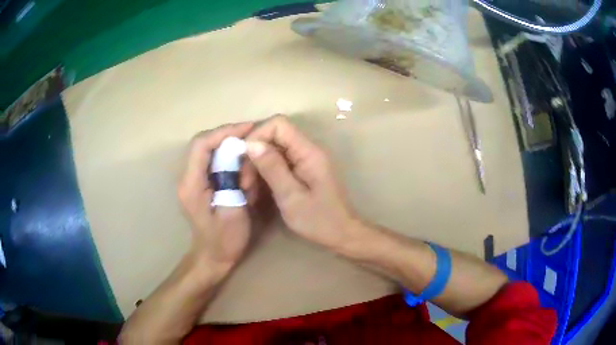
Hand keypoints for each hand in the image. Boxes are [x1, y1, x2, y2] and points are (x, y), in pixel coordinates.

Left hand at [178, 122, 256, 275]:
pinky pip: (212, 159)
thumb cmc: (224, 241)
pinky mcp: (199, 183)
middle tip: (253, 134)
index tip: (249, 128)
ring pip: (207, 149)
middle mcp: (187, 177)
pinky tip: (242, 160)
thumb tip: (240, 153)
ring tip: (250, 145)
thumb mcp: (233, 213)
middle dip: (228, 134)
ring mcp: (192, 179)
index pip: (201, 145)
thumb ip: (234, 181)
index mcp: (191, 184)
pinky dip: (228, 154)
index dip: (224, 132)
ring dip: (228, 143)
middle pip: (203, 142)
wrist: (213, 257)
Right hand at [245, 115, 358, 250]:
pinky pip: (278, 164)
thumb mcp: (291, 196)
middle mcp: (307, 150)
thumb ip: (272, 168)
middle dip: (254, 155)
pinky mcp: (302, 171)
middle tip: (244, 183)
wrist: (342, 234)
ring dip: (257, 167)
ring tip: (249, 191)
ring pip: (273, 151)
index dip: (257, 135)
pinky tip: (257, 192)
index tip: (244, 159)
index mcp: (308, 152)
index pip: (278, 124)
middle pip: (273, 137)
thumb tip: (251, 143)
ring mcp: (305, 160)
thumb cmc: (319, 220)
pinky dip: (265, 174)